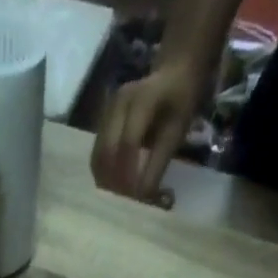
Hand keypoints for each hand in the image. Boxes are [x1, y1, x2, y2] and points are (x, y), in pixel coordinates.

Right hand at [91, 57, 211, 201]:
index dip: (129, 175)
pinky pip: (97, 154)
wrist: (173, 72)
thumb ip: (158, 163)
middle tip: (124, 204)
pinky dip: (104, 174)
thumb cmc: (180, 102)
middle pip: (106, 152)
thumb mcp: (176, 132)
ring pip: (97, 156)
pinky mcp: (101, 122)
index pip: (128, 144)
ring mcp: (106, 112)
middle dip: (113, 182)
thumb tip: (142, 197)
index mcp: (141, 100)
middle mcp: (117, 104)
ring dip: (105, 181)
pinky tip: (114, 186)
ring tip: (119, 199)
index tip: (135, 199)